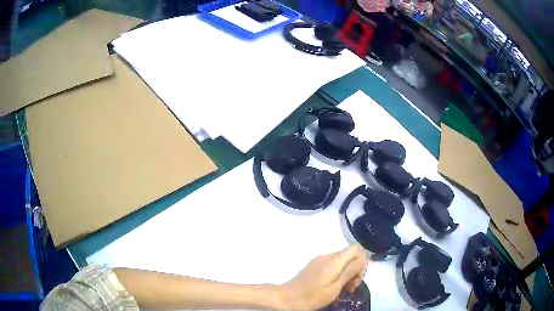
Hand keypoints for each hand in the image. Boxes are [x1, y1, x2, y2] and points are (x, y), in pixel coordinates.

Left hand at [277, 245, 368, 309]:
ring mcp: (320, 260)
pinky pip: (333, 265)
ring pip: (342, 261)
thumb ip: (350, 271)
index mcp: (334, 260)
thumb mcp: (335, 287)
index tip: (358, 277)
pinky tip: (335, 286)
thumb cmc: (312, 296)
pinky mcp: (315, 265)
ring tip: (344, 289)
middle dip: (356, 270)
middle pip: (350, 255)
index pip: (356, 248)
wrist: (286, 297)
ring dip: (347, 273)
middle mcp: (328, 256)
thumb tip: (363, 257)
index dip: (362, 260)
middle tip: (351, 287)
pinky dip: (338, 274)